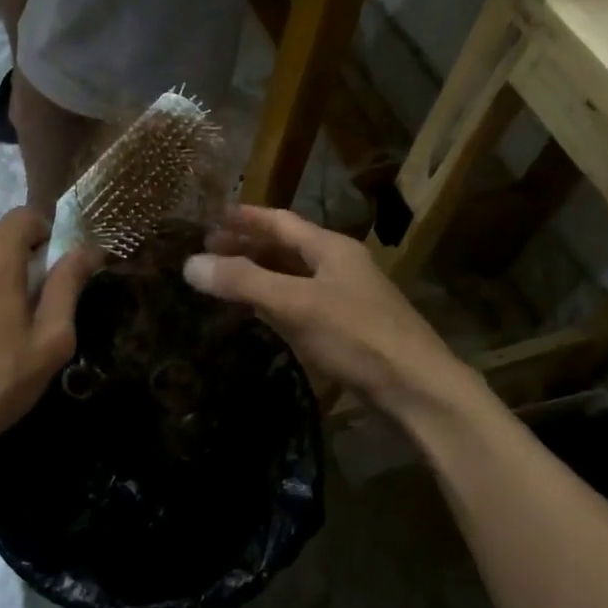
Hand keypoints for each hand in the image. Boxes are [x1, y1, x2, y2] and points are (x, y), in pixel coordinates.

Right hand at [182, 206, 470, 413]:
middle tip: (209, 251)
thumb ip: (244, 282)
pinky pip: (301, 304)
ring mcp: (346, 298)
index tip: (210, 217)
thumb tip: (189, 264)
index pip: (281, 221)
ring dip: (260, 274)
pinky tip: (258, 315)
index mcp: (332, 248)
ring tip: (225, 279)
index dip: (245, 218)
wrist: (417, 390)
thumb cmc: (358, 337)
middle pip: (287, 247)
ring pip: (294, 277)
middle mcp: (340, 266)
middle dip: (248, 246)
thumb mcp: (296, 304)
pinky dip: (275, 302)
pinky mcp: (348, 329)